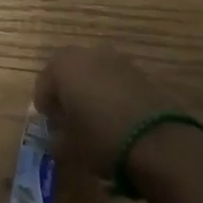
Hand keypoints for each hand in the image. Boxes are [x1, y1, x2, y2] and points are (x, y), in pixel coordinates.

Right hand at [34, 47, 180, 180]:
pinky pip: (117, 82)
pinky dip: (112, 95)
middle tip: (68, 118)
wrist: (159, 143)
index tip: (50, 125)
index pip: (43, 83)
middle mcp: (88, 54)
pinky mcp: (142, 73)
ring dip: (90, 91)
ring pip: (94, 74)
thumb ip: (54, 136)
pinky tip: (117, 119)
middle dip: (66, 92)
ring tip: (94, 119)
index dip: (44, 106)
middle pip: (69, 72)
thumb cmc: (101, 140)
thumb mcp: (67, 147)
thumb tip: (56, 132)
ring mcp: (118, 60)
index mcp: (63, 66)